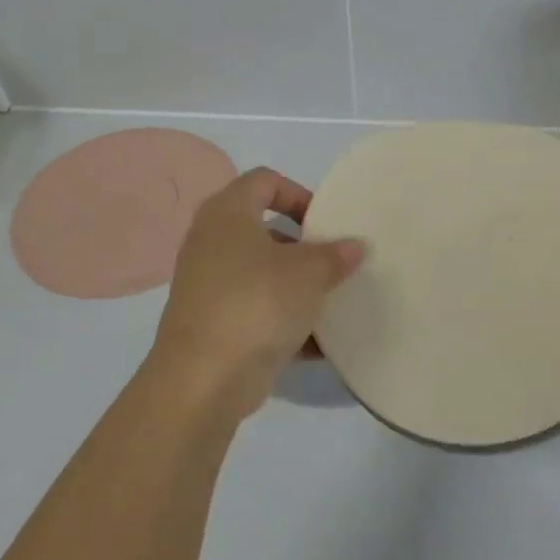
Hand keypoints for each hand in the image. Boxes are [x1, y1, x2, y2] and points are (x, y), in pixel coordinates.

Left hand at [146, 167, 364, 421]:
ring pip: (261, 274)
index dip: (298, 194)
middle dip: (303, 246)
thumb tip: (355, 246)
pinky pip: (256, 311)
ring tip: (332, 301)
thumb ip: (335, 255)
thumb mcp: (308, 274)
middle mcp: (211, 243)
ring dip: (296, 286)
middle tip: (334, 261)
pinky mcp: (213, 324)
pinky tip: (319, 343)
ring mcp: (208, 285)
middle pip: (263, 229)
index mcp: (227, 214)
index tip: (327, 222)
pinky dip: (284, 322)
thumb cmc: (257, 303)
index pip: (264, 181)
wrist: (204, 378)